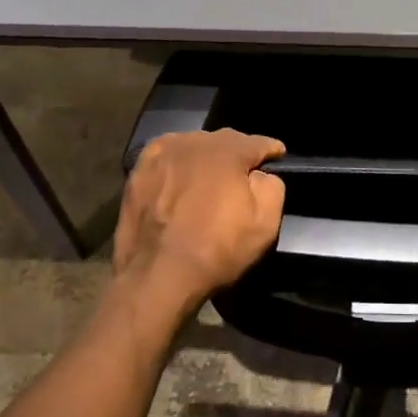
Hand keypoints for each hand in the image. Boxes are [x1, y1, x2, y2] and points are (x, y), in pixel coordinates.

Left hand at [114, 129, 286, 314]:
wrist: (158, 275)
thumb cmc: (217, 249)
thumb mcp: (265, 223)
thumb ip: (273, 186)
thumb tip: (261, 174)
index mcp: (229, 150)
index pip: (259, 142)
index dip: (271, 151)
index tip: (277, 157)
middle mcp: (197, 141)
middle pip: (225, 141)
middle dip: (237, 154)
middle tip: (242, 176)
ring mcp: (164, 152)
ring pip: (195, 146)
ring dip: (205, 158)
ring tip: (207, 179)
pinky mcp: (140, 168)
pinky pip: (166, 155)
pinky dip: (176, 162)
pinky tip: (177, 178)